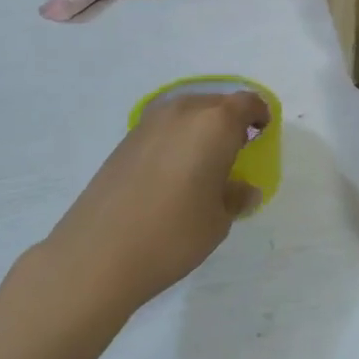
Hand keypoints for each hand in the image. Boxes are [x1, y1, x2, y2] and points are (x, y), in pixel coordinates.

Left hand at [41, 90, 269, 314]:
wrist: (97, 255)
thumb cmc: (172, 234)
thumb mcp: (218, 221)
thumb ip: (236, 196)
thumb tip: (243, 188)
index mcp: (215, 123)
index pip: (248, 103)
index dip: (260, 116)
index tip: (262, 136)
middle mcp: (184, 111)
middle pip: (217, 103)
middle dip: (230, 122)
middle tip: (235, 154)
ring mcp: (150, 122)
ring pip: (188, 112)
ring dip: (201, 129)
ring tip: (202, 165)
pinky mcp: (126, 139)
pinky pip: (164, 127)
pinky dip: (176, 139)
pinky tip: (172, 173)